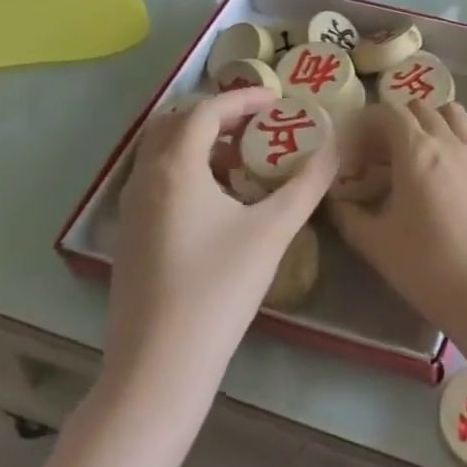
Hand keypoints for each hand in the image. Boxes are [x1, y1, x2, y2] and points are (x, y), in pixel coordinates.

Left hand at [102, 88, 335, 402]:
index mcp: (175, 168)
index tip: (279, 101)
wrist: (159, 368)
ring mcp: (131, 210)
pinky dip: (190, 170)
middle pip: (177, 123)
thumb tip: (337, 146)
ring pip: (164, 153)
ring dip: (204, 143)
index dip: (244, 98)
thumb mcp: (273, 230)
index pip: (207, 110)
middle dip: (220, 115)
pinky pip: (159, 180)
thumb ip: (308, 183)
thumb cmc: (218, 289)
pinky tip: (223, 201)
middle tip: (260, 124)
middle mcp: (145, 179)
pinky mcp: (130, 236)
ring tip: (248, 159)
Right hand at [330, 101, 466, 339]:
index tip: (355, 138)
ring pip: (455, 114)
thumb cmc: (426, 267)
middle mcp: (449, 142)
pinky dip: (463, 134)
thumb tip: (334, 199)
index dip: (369, 118)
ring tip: (418, 147)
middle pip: (422, 108)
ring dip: (433, 119)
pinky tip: (454, 158)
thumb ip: (348, 215)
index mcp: (416, 151)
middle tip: (381, 148)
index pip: (390, 112)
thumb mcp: (375, 244)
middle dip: (398, 118)